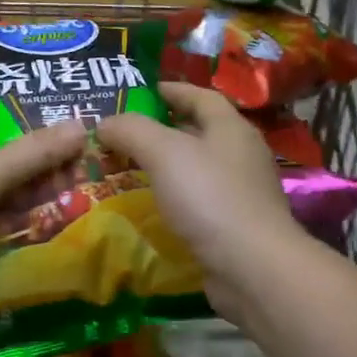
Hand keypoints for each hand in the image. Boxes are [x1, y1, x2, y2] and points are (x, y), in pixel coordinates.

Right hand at [98, 83, 307, 318]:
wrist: (252, 267)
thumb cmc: (210, 198)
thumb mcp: (164, 152)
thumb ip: (131, 130)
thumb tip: (105, 122)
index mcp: (231, 128)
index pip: (201, 96)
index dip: (171, 89)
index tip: (142, 91)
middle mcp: (242, 154)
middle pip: (200, 131)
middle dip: (164, 128)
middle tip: (127, 133)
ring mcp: (243, 192)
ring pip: (199, 167)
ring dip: (169, 165)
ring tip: (132, 169)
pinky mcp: (236, 225)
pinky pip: (201, 200)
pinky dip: (177, 196)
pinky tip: (155, 206)